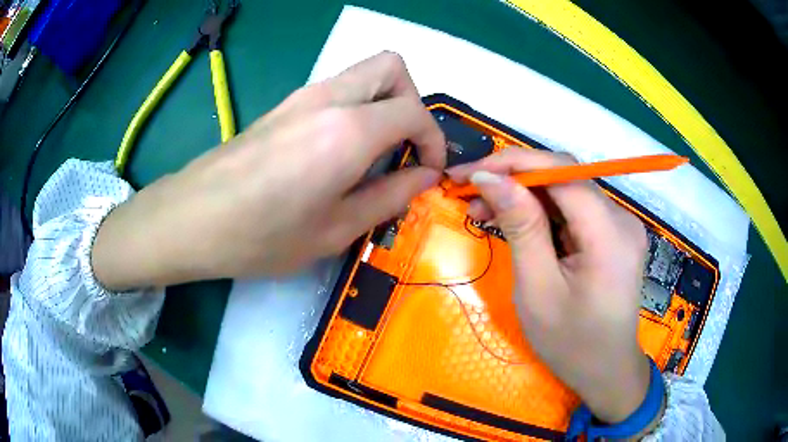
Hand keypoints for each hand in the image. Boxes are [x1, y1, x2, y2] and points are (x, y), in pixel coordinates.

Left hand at [93, 52, 444, 288]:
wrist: (192, 219)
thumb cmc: (261, 236)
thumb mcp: (335, 230)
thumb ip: (389, 197)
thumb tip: (425, 176)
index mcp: (347, 131)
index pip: (414, 111)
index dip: (434, 140)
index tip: (428, 171)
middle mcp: (328, 99)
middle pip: (392, 67)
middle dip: (412, 102)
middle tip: (403, 146)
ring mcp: (302, 96)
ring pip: (364, 74)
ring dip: (384, 103)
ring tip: (373, 154)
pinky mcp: (284, 105)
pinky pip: (338, 90)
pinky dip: (356, 109)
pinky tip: (338, 153)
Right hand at [447, 148, 651, 423]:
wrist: (605, 372)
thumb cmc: (571, 343)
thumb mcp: (538, 290)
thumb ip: (521, 227)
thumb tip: (489, 178)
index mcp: (610, 234)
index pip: (562, 172)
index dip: (514, 163)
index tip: (469, 173)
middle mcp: (621, 219)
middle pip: (564, 177)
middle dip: (514, 178)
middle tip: (469, 192)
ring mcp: (620, 225)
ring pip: (566, 191)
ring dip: (525, 195)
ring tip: (483, 209)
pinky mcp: (612, 234)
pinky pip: (573, 210)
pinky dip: (542, 212)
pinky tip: (515, 222)